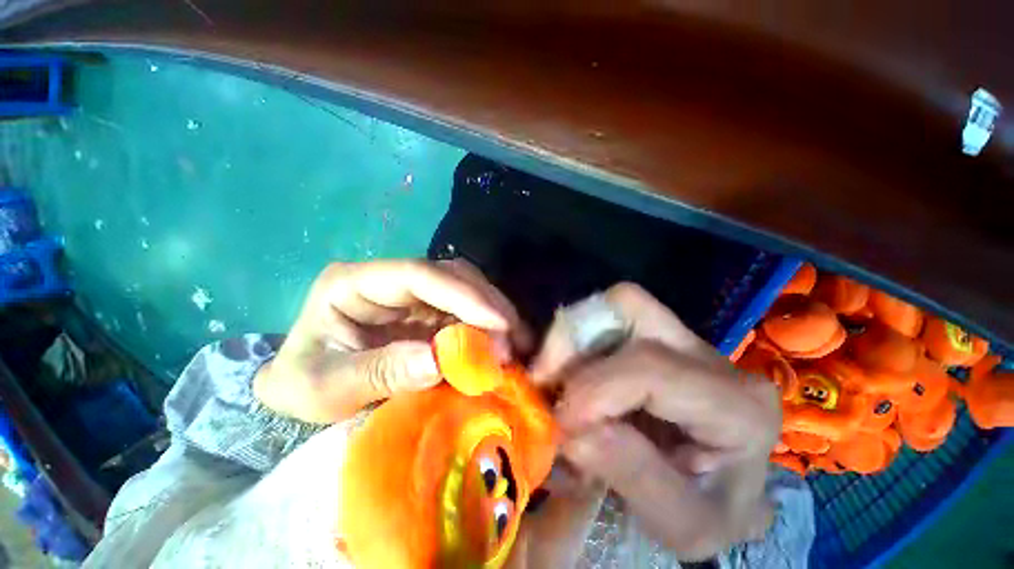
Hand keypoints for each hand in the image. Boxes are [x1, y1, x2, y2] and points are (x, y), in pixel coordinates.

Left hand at [253, 259, 528, 423]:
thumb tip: (438, 362)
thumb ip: (380, 372)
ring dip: (493, 314)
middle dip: (486, 305)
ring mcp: (412, 294)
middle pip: (450, 276)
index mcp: (354, 282)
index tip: (499, 323)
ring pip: (465, 288)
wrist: (298, 389)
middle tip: (513, 341)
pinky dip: (486, 327)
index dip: (463, 294)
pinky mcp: (427, 311)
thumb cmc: (303, 384)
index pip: (418, 274)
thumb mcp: (326, 387)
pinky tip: (501, 344)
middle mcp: (390, 279)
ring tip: (516, 344)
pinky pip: (465, 311)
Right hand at [532, 283, 780, 560]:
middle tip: (545, 379)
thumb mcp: (684, 525)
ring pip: (612, 305)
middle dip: (573, 338)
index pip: (650, 368)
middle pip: (629, 306)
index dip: (593, 388)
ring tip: (553, 380)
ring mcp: (680, 338)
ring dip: (570, 339)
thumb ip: (634, 476)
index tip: (558, 421)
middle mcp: (708, 356)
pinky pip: (604, 319)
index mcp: (737, 405)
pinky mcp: (655, 338)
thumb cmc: (710, 514)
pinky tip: (567, 376)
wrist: (722, 495)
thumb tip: (574, 429)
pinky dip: (574, 341)